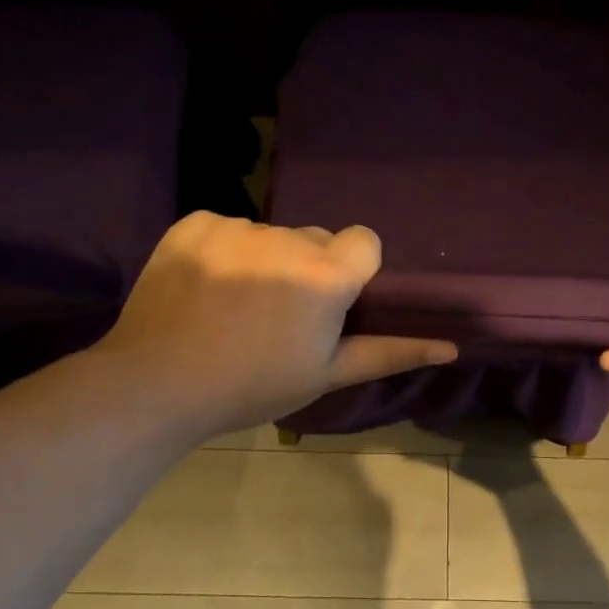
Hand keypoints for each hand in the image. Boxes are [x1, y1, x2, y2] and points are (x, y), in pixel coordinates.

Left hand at [97, 212, 456, 438]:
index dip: (351, 271)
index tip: (329, 304)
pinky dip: (222, 251)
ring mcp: (236, 227)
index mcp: (325, 275)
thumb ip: (390, 353)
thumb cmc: (252, 385)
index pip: (364, 241)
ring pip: (270, 235)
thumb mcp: (326, 373)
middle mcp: (286, 238)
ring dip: (264, 260)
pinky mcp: (194, 223)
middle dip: (307, 267)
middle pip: (315, 238)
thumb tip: (451, 346)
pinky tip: (203, 288)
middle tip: (277, 316)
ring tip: (234, 306)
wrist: (157, 385)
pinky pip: (225, 227)